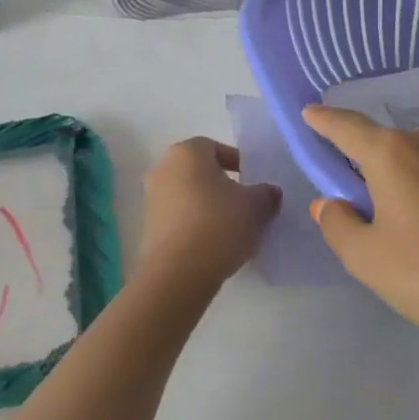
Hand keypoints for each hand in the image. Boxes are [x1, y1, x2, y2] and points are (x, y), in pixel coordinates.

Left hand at [134, 138, 280, 294]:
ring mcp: (151, 200)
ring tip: (232, 228)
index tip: (252, 180)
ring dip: (207, 206)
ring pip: (187, 195)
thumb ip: (266, 194)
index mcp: (187, 153)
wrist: (179, 272)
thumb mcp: (256, 206)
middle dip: (221, 184)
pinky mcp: (148, 229)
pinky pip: (178, 218)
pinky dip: (195, 225)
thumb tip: (269, 192)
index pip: (213, 147)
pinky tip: (213, 245)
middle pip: (198, 171)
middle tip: (244, 203)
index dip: (236, 161)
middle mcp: (163, 169)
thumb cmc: (219, 224)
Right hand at [302, 105, 418, 352]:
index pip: (347, 127)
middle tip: (373, 206)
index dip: (325, 120)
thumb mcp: (365, 258)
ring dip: (416, 177)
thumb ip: (337, 223)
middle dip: (375, 167)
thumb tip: (331, 203)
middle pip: (390, 146)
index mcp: (391, 154)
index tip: (311, 113)